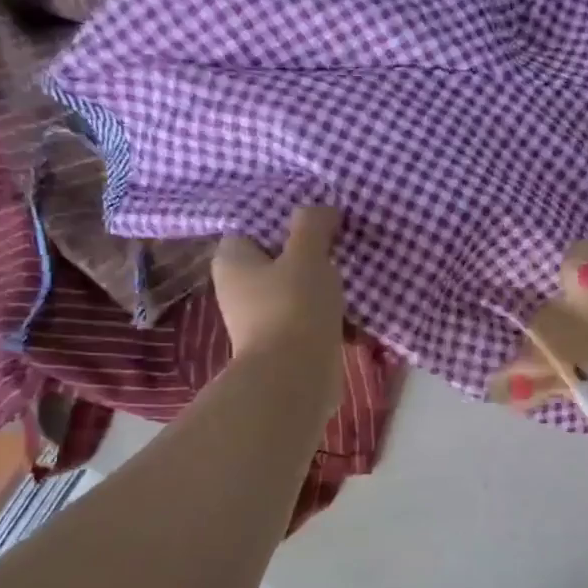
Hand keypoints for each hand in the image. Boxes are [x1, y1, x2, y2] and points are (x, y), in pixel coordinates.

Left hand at [212, 205, 345, 408]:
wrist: (295, 379)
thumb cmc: (294, 308)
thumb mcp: (307, 256)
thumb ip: (312, 225)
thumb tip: (322, 208)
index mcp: (233, 261)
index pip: (253, 227)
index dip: (284, 220)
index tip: (317, 220)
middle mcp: (238, 290)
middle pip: (277, 261)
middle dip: (308, 256)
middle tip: (340, 247)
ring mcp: (259, 322)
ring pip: (295, 292)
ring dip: (322, 288)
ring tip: (352, 278)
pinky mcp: (283, 347)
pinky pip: (308, 321)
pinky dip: (328, 317)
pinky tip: (354, 313)